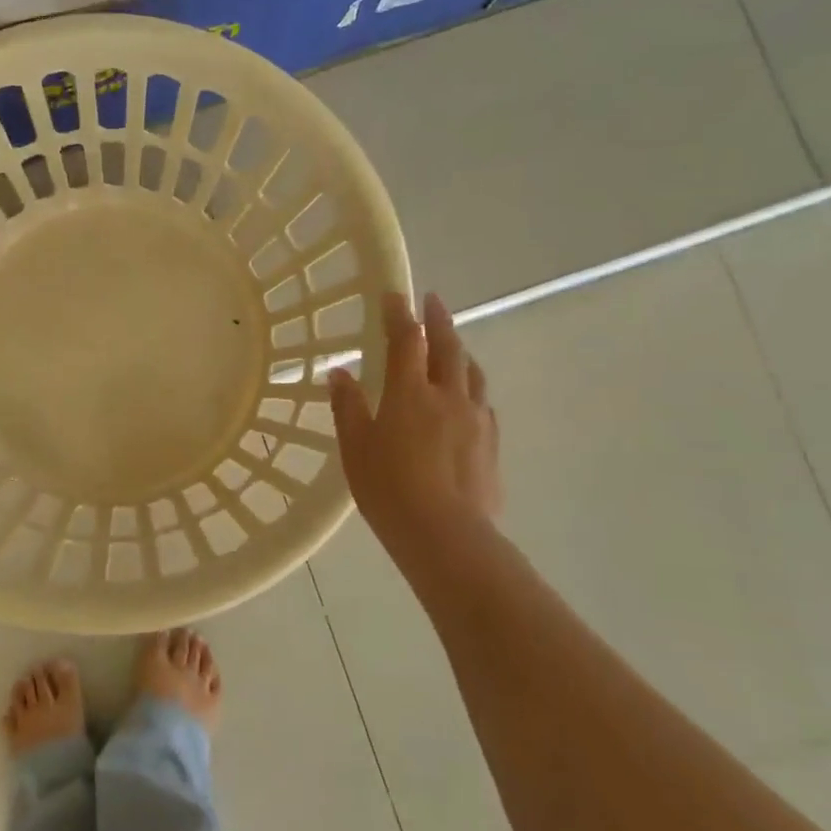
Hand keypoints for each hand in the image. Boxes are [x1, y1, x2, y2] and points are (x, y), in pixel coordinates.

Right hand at [330, 291, 501, 554]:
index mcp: (410, 393)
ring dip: (460, 351)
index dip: (399, 314)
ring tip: (453, 344)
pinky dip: (471, 387)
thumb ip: (348, 407)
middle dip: (439, 320)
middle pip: (447, 347)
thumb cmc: (389, 490)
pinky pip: (482, 402)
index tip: (394, 293)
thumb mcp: (356, 448)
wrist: (446, 536)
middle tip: (433, 301)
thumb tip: (340, 372)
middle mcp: (448, 396)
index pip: (406, 340)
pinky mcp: (491, 444)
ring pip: (471, 372)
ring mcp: (475, 419)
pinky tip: (467, 398)